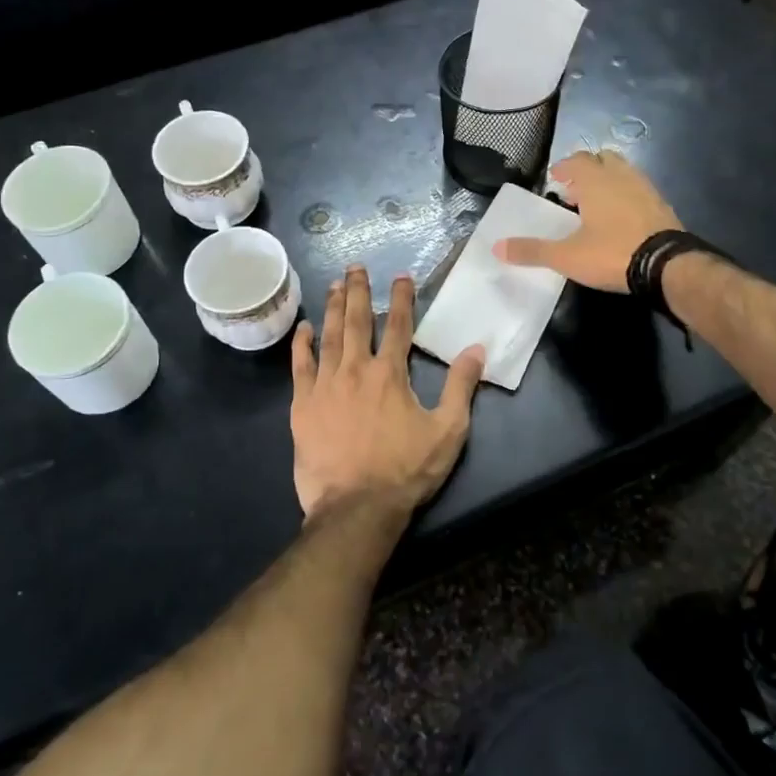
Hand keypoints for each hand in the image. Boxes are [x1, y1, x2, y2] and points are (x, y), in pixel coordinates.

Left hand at [290, 267, 485, 517]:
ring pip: (328, 336)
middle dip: (358, 291)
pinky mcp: (302, 405)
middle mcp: (355, 369)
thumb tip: (476, 349)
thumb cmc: (405, 470)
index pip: (399, 325)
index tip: (401, 276)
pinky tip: (304, 328)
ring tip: (334, 285)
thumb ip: (461, 387)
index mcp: (390, 373)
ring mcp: (325, 385)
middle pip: (356, 321)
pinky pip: (300, 366)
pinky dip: (302, 344)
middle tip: (356, 267)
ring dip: (332, 308)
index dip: (402, 298)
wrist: (356, 508)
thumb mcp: (447, 431)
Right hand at [493, 150, 680, 291]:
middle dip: (588, 170)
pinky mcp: (663, 206)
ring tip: (598, 205)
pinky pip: (640, 191)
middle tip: (576, 191)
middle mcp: (622, 176)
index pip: (577, 160)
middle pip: (604, 159)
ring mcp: (646, 189)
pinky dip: (628, 197)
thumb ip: (532, 250)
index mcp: (596, 181)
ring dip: (609, 182)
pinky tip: (622, 220)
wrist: (666, 265)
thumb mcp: (566, 256)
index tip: (556, 180)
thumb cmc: (611, 253)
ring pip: (625, 173)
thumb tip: (496, 247)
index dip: (564, 168)